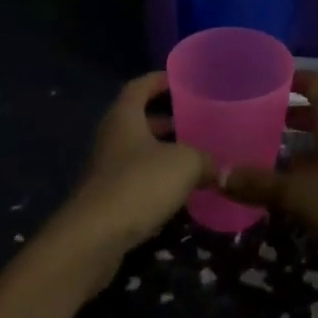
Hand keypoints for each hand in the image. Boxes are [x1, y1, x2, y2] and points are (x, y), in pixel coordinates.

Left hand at [48, 73, 215, 292]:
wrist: (94, 238)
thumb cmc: (139, 184)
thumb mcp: (184, 164)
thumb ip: (206, 160)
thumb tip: (223, 169)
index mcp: (124, 116)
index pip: (140, 86)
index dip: (160, 80)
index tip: (181, 79)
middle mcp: (111, 137)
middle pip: (139, 119)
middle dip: (166, 119)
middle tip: (196, 120)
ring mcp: (106, 169)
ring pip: (138, 151)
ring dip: (163, 152)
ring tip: (195, 155)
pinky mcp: (107, 199)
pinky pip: (136, 179)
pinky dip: (156, 180)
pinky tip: (180, 191)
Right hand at [221, 71, 317, 254]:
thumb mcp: (298, 194)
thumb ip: (259, 184)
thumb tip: (218, 175)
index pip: (313, 82)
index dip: (292, 79)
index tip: (268, 82)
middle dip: (293, 114)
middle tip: (264, 121)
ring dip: (308, 139)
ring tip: (280, 155)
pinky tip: (310, 184)